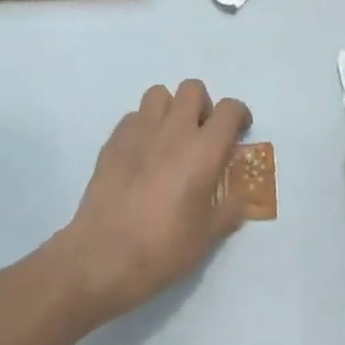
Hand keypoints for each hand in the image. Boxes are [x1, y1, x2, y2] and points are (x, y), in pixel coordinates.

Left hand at [54, 79, 251, 321]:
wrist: (104, 255)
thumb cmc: (163, 248)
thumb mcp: (207, 237)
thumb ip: (228, 210)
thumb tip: (240, 200)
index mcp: (203, 150)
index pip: (229, 110)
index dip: (239, 115)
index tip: (239, 131)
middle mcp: (173, 130)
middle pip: (193, 89)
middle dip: (202, 105)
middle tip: (201, 135)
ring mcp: (140, 131)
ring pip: (159, 94)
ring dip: (170, 109)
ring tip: (170, 138)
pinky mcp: (113, 139)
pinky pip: (134, 116)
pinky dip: (143, 126)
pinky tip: (142, 154)